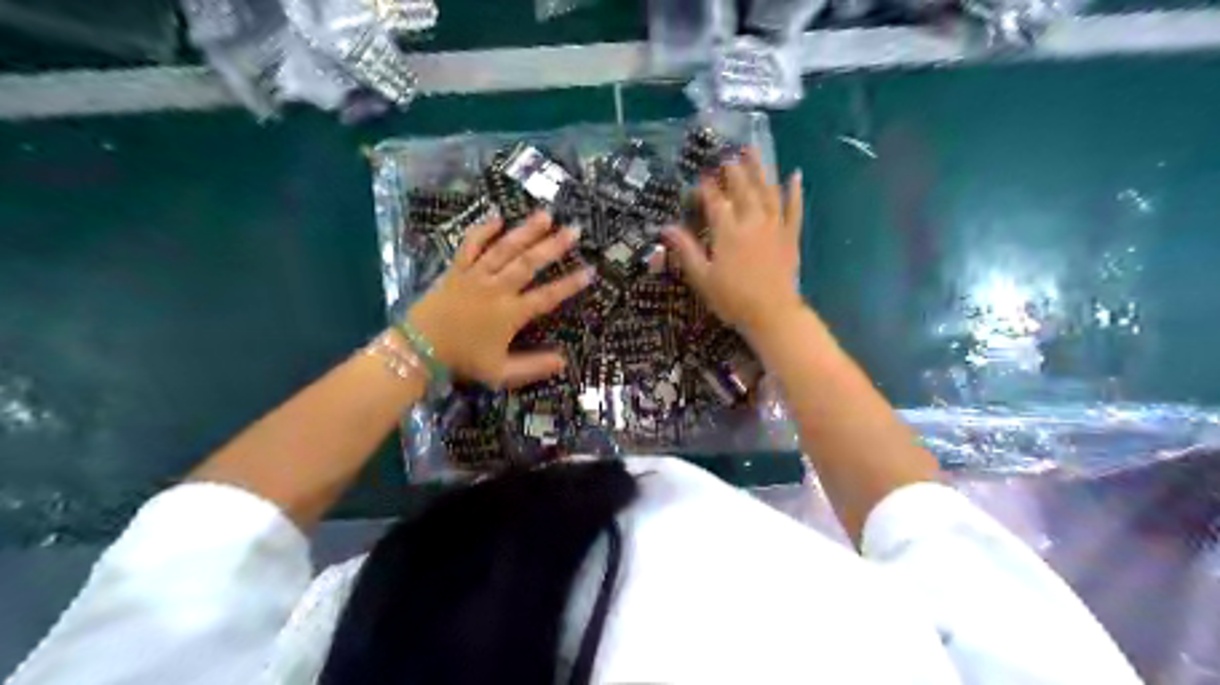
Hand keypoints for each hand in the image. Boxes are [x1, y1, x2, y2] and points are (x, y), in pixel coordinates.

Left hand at [404, 211, 594, 386]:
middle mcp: (497, 289)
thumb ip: (533, 367)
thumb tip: (564, 362)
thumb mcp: (500, 372)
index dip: (570, 284)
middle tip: (573, 230)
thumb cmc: (462, 361)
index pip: (547, 296)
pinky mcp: (456, 269)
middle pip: (529, 263)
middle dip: (553, 246)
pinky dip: (483, 230)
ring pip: (504, 249)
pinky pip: (470, 245)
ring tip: (545, 215)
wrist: (418, 349)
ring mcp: (475, 276)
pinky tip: (498, 217)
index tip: (590, 271)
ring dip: (526, 231)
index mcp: (510, 314)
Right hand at [663, 151, 808, 340]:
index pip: (714, 201)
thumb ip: (686, 250)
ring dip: (759, 169)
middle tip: (725, 156)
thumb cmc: (732, 299)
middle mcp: (752, 221)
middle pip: (741, 189)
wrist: (772, 314)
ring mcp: (774, 226)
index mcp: (727, 231)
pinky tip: (796, 174)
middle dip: (732, 170)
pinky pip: (794, 208)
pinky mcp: (790, 236)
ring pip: (767, 190)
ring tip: (752, 150)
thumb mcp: (702, 277)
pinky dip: (795, 191)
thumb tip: (665, 227)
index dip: (706, 187)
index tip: (700, 176)